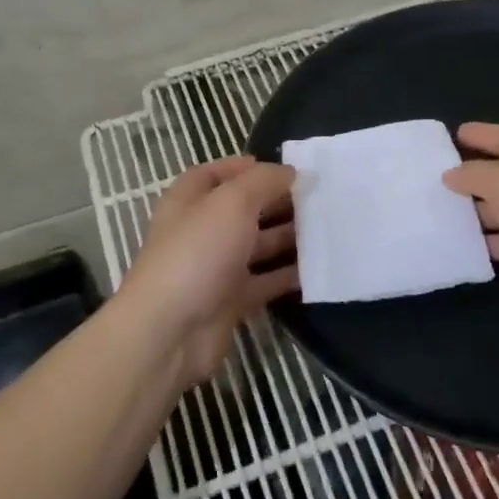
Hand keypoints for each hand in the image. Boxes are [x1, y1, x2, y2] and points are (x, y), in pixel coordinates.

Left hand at [117, 156, 297, 387]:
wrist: (172, 331)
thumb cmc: (198, 252)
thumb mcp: (232, 203)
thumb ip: (264, 181)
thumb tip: (291, 171)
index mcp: (188, 202)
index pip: (213, 174)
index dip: (244, 167)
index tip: (283, 168)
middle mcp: (201, 232)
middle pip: (242, 210)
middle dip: (276, 202)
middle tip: (317, 197)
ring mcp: (215, 268)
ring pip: (257, 246)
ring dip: (288, 238)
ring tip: (326, 228)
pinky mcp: (231, 301)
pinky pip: (265, 282)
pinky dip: (288, 275)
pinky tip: (318, 267)